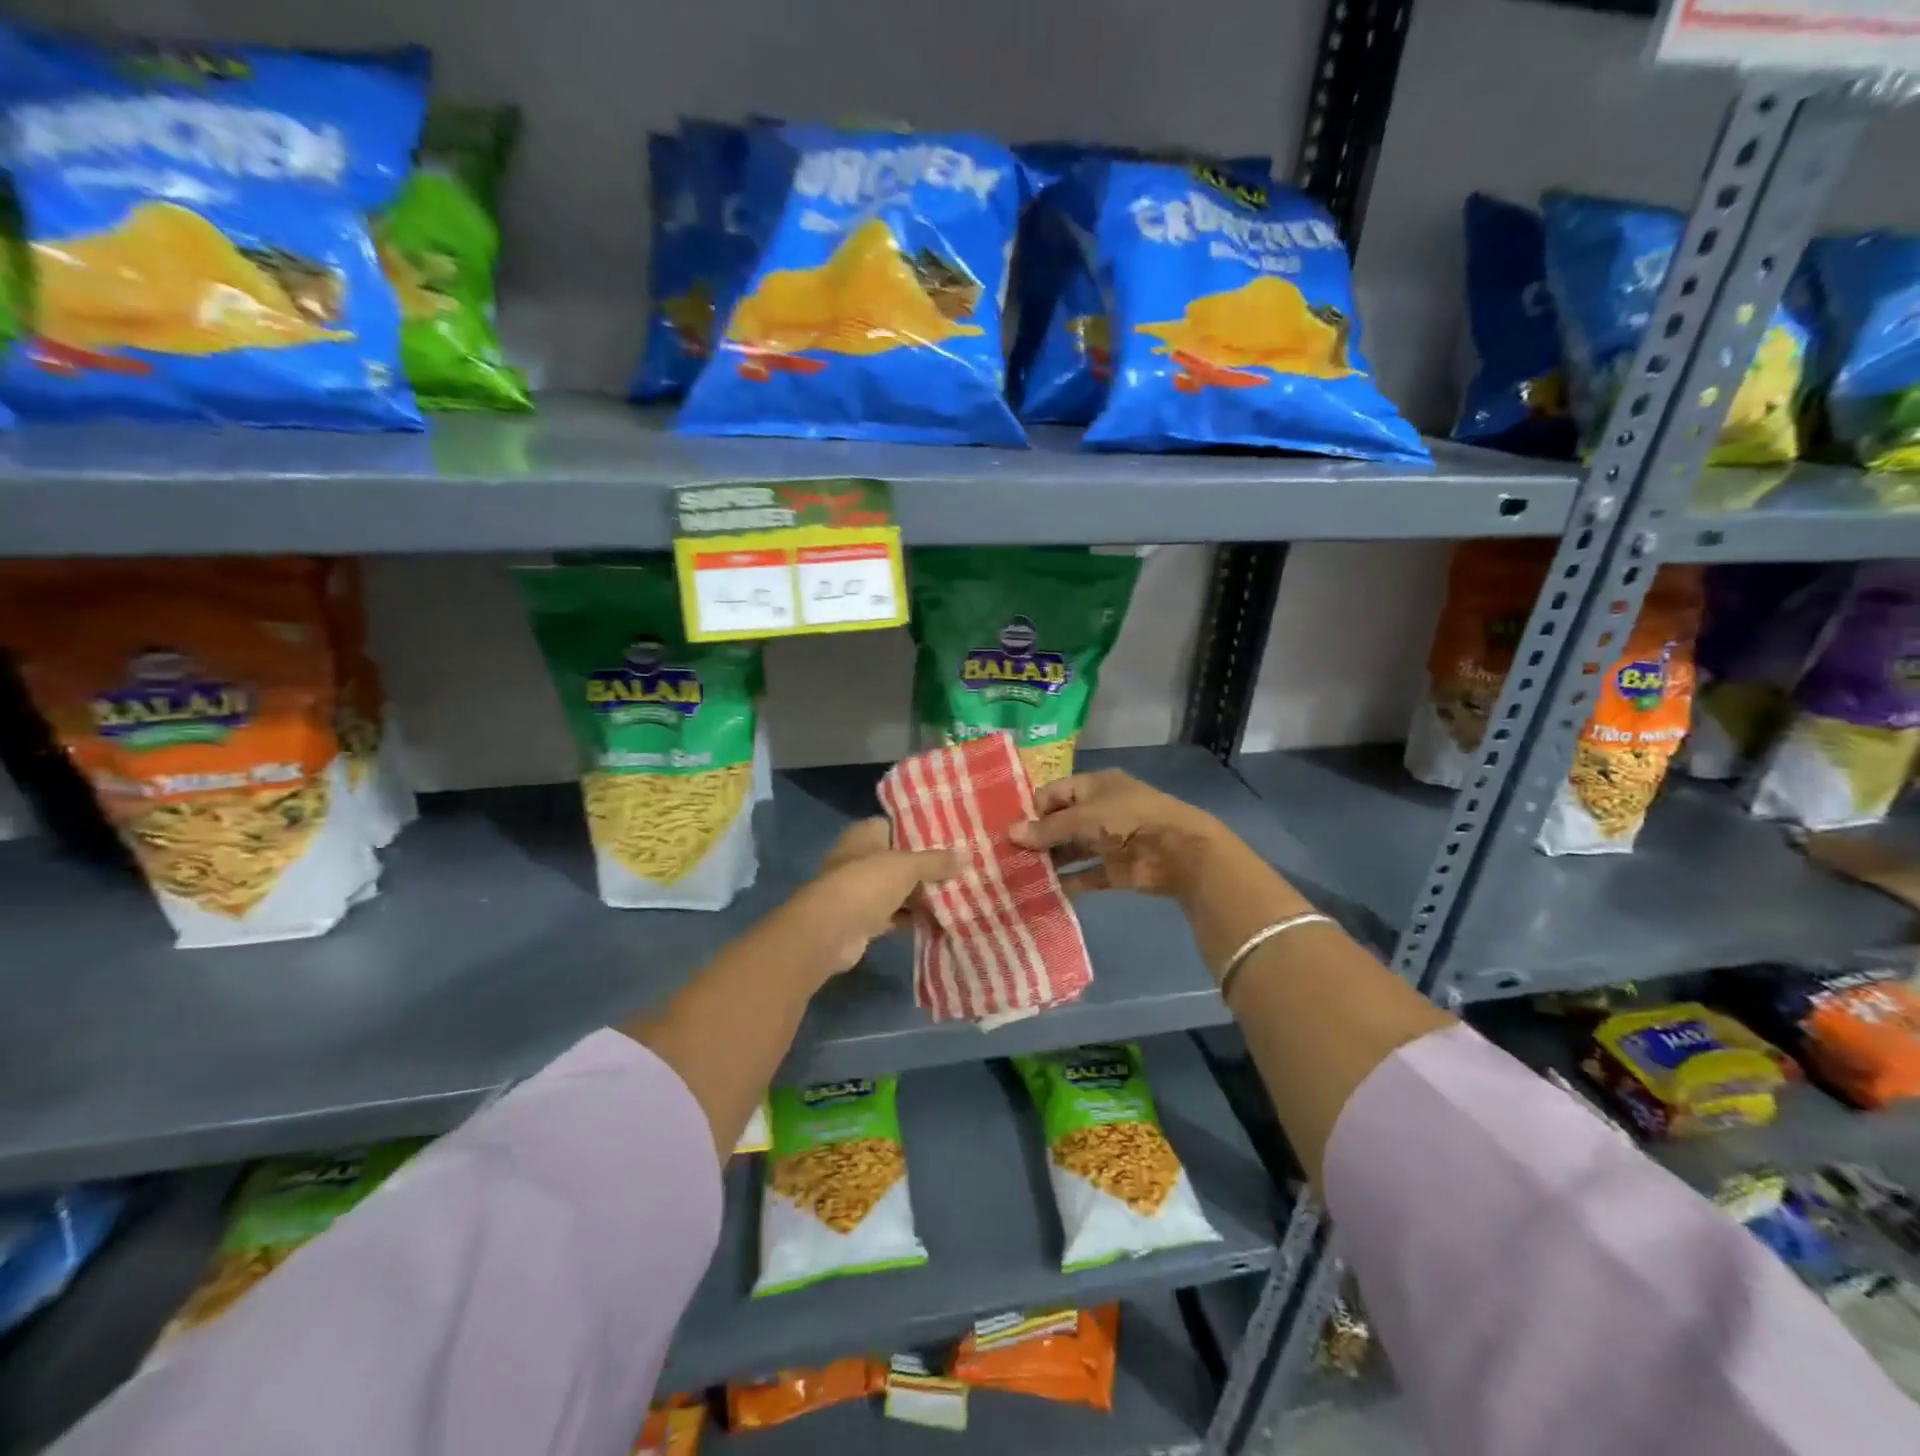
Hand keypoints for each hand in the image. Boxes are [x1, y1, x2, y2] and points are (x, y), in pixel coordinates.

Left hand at [784, 818, 958, 976]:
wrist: (829, 931)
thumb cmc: (866, 884)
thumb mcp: (907, 866)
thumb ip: (936, 861)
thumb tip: (966, 857)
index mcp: (865, 834)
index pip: (897, 825)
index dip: (922, 831)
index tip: (951, 838)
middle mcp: (860, 857)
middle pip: (899, 859)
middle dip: (927, 866)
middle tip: (961, 868)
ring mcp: (859, 890)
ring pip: (898, 888)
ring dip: (921, 895)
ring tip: (958, 894)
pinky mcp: (863, 919)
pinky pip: (894, 914)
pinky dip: (912, 918)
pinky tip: (940, 921)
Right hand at [1010, 769, 1227, 900]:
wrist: (1179, 851)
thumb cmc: (1127, 819)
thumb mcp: (1083, 818)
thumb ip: (1047, 829)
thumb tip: (1010, 833)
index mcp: (1094, 786)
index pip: (1054, 793)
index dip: (1031, 809)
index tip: (1006, 829)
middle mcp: (1100, 810)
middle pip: (1061, 823)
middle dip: (1037, 838)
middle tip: (1005, 856)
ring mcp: (1109, 841)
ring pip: (1072, 850)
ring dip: (1050, 861)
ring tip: (1018, 875)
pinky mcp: (1116, 869)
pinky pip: (1087, 875)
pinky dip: (1069, 883)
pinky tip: (1044, 891)